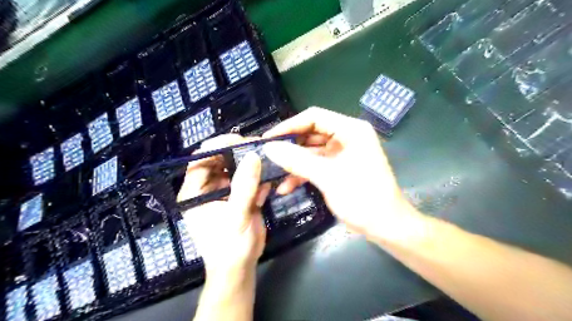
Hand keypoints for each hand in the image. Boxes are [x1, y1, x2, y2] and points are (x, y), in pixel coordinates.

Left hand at [177, 135, 270, 276]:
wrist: (240, 267)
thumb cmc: (230, 247)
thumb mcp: (237, 217)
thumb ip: (244, 187)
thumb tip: (253, 156)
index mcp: (194, 192)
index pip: (200, 160)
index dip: (218, 147)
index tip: (241, 140)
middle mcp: (206, 188)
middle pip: (219, 160)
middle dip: (239, 154)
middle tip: (259, 148)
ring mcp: (223, 191)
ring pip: (235, 168)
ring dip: (251, 167)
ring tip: (266, 165)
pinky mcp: (237, 195)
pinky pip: (247, 179)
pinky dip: (258, 180)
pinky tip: (265, 189)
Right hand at [261, 108, 413, 238]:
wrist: (386, 226)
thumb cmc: (362, 198)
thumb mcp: (327, 177)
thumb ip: (297, 160)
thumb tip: (269, 148)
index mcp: (350, 130)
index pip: (314, 117)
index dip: (289, 126)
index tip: (268, 139)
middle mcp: (346, 137)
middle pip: (311, 134)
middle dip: (289, 146)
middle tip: (267, 156)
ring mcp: (342, 153)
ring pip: (311, 151)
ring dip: (293, 163)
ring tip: (272, 173)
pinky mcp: (339, 167)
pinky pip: (316, 165)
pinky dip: (302, 174)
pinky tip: (285, 187)